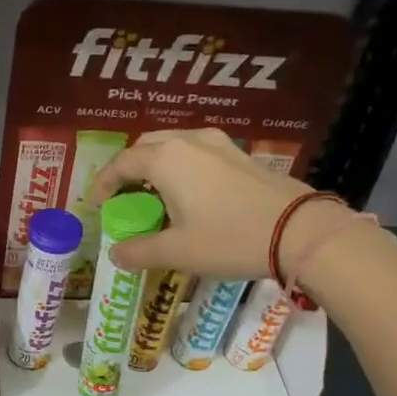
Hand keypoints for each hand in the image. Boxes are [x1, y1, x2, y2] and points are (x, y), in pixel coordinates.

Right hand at [86, 128, 341, 280]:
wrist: (299, 231)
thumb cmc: (229, 238)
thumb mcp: (178, 251)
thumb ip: (139, 251)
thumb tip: (116, 254)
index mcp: (165, 160)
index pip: (121, 164)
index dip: (103, 184)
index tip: (97, 205)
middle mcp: (188, 141)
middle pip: (145, 146)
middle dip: (128, 169)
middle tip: (124, 196)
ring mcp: (218, 143)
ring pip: (173, 144)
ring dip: (155, 165)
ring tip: (154, 194)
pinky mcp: (239, 154)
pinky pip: (196, 151)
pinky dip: (180, 166)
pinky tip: (188, 193)